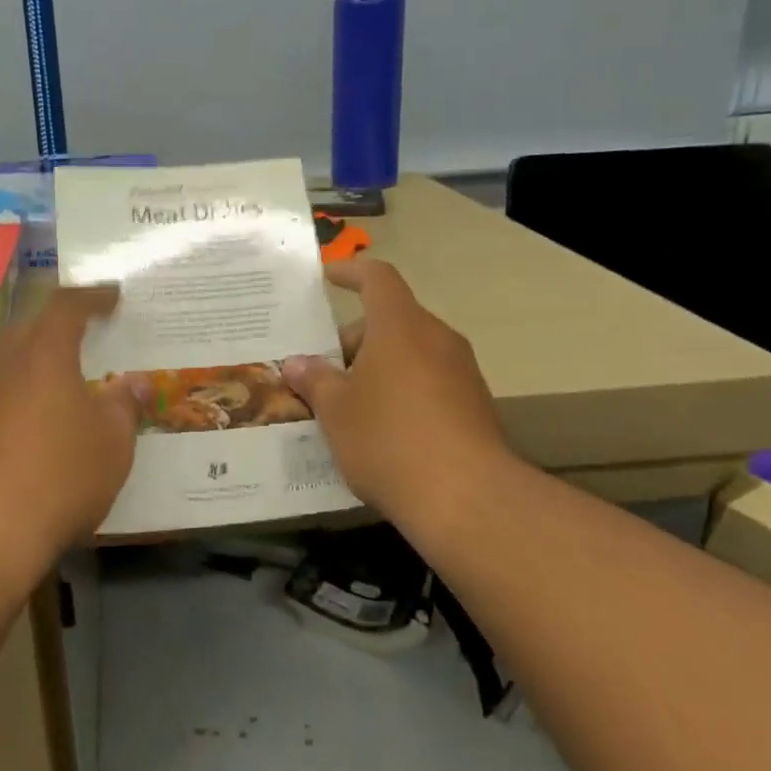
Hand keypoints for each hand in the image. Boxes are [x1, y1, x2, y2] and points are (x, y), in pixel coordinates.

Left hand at [0, 286, 140, 561]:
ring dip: (38, 368)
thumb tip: (134, 384)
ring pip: (10, 367)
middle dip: (60, 330)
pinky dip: (22, 403)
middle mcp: (2, 365)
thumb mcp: (112, 441)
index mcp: (43, 352)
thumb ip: (124, 406)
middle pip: (31, 331)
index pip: (67, 306)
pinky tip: (40, 431)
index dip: (93, 297)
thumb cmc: (60, 473)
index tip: (113, 296)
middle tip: (89, 340)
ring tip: (68, 386)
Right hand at [282, 261, 516, 531]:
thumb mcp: (336, 411)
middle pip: (391, 321)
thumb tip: (297, 363)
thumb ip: (314, 380)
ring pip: (410, 353)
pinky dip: (400, 391)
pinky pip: (428, 382)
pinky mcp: (474, 405)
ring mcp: (461, 372)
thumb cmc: (389, 439)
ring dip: (376, 368)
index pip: (377, 278)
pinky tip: (379, 430)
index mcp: (400, 326)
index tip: (327, 277)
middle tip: (320, 372)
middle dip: (353, 340)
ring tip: (343, 404)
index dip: (350, 272)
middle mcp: (436, 338)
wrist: (467, 498)